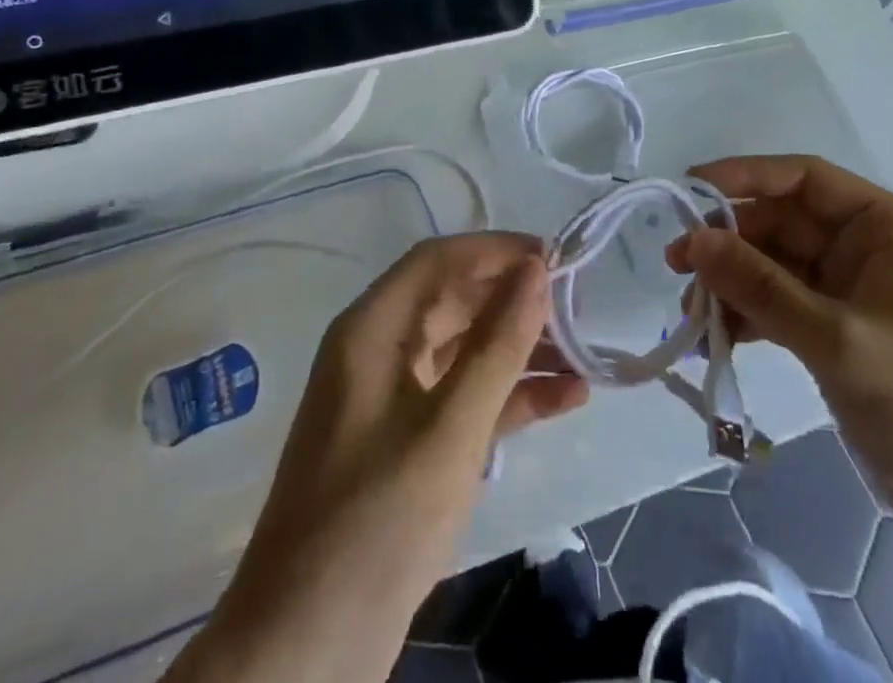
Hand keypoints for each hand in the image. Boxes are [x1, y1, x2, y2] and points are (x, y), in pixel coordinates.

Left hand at [169, 234, 587, 682]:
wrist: (308, 649)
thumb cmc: (378, 521)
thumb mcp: (450, 428)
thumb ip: (497, 344)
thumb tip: (536, 269)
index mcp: (372, 329)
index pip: (438, 260)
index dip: (496, 250)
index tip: (555, 257)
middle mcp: (379, 350)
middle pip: (454, 301)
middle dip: (515, 301)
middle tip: (578, 308)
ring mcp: (392, 397)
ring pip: (464, 349)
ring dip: (520, 350)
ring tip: (585, 356)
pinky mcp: (407, 441)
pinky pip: (463, 396)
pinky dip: (508, 395)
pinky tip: (564, 400)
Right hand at [666, 156, 892, 537]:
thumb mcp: (840, 342)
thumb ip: (761, 287)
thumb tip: (692, 240)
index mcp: (885, 228)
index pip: (804, 178)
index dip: (744, 176)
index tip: (688, 190)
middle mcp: (866, 248)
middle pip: (781, 223)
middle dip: (729, 243)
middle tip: (677, 267)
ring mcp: (850, 291)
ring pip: (774, 266)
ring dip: (732, 283)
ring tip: (691, 313)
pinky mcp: (837, 331)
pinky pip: (780, 304)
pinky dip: (748, 316)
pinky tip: (717, 338)